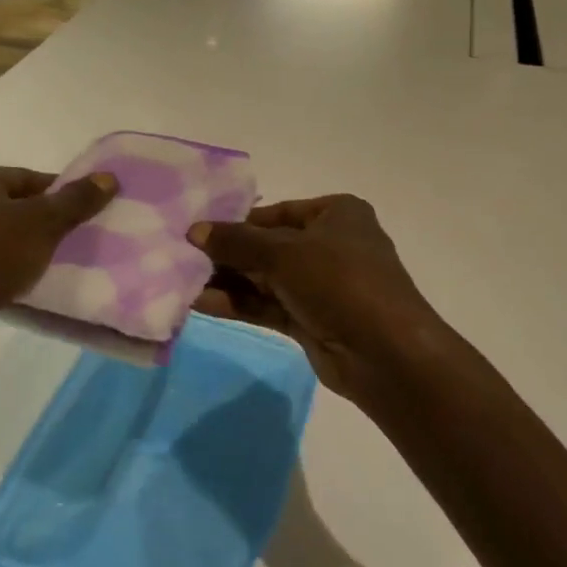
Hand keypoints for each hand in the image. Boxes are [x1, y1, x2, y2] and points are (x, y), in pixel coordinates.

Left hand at [0, 163, 116, 367]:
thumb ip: (75, 201)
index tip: (91, 217)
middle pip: (18, 207)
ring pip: (4, 239)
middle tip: (81, 243)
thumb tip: (109, 177)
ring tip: (59, 268)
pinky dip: (8, 273)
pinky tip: (27, 288)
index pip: (34, 178)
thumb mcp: (40, 224)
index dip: (65, 195)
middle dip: (49, 225)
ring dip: (29, 252)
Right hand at [190, 195, 453, 416]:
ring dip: (227, 280)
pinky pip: (267, 305)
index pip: (277, 213)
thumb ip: (237, 242)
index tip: (197, 231)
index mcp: (336, 214)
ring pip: (265, 279)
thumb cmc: (339, 281)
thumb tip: (194, 230)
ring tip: (181, 280)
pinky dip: (238, 303)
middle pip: (268, 246)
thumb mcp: (284, 253)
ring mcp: (321, 286)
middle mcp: (330, 245)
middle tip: (180, 256)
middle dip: (227, 254)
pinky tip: (201, 302)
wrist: (385, 353)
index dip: (237, 222)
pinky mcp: (311, 320)